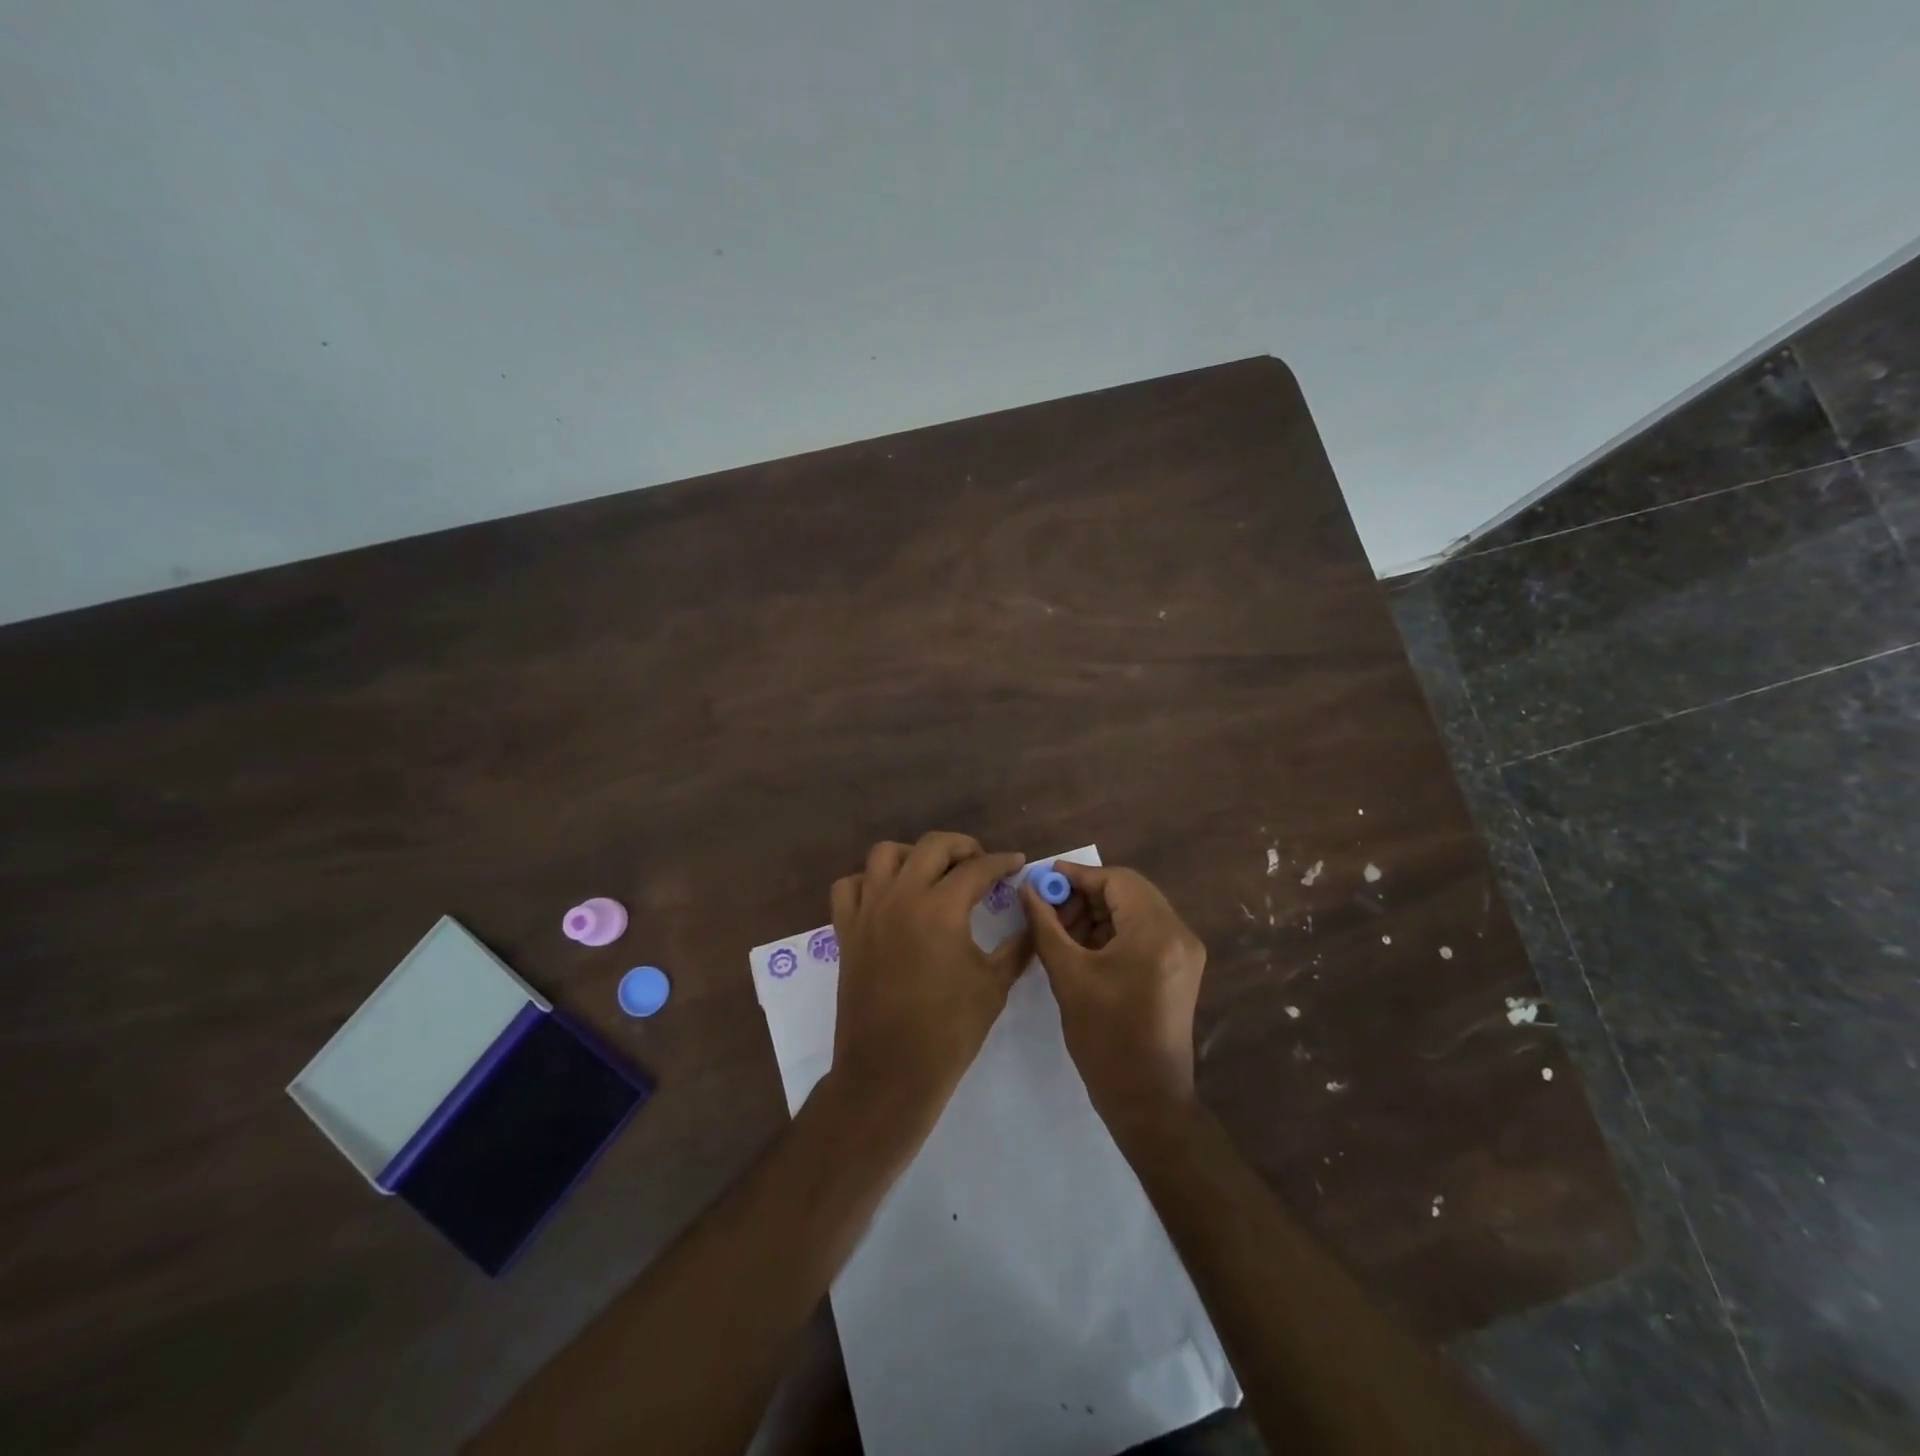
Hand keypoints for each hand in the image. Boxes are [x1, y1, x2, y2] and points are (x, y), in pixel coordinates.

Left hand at [829, 833, 1031, 1121]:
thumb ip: (1017, 947)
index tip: (1017, 863)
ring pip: (884, 854)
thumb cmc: (949, 1031)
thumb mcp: (994, 986)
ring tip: (932, 872)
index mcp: (942, 908)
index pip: (978, 868)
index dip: (1003, 862)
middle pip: (932, 845)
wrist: (890, 1072)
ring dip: (913, 854)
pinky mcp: (846, 931)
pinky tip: (887, 896)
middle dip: (962, 846)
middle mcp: (902, 897)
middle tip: (980, 863)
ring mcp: (869, 911)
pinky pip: (849, 887)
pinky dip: (868, 881)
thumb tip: (1034, 922)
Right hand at [1022, 862, 1206, 1132]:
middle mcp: (1179, 933)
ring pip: (1135, 910)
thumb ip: (1045, 925)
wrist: (1147, 1100)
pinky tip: (1082, 946)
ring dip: (1097, 913)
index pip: (1117, 881)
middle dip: (1085, 895)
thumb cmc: (1105, 1038)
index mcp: (1157, 932)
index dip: (1077, 876)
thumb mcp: (1068, 975)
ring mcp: (1184, 952)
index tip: (1042, 880)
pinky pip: (1143, 932)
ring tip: (1060, 931)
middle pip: (1129, 892)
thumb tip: (1028, 889)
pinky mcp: (1180, 969)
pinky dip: (1112, 931)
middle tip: (1048, 909)